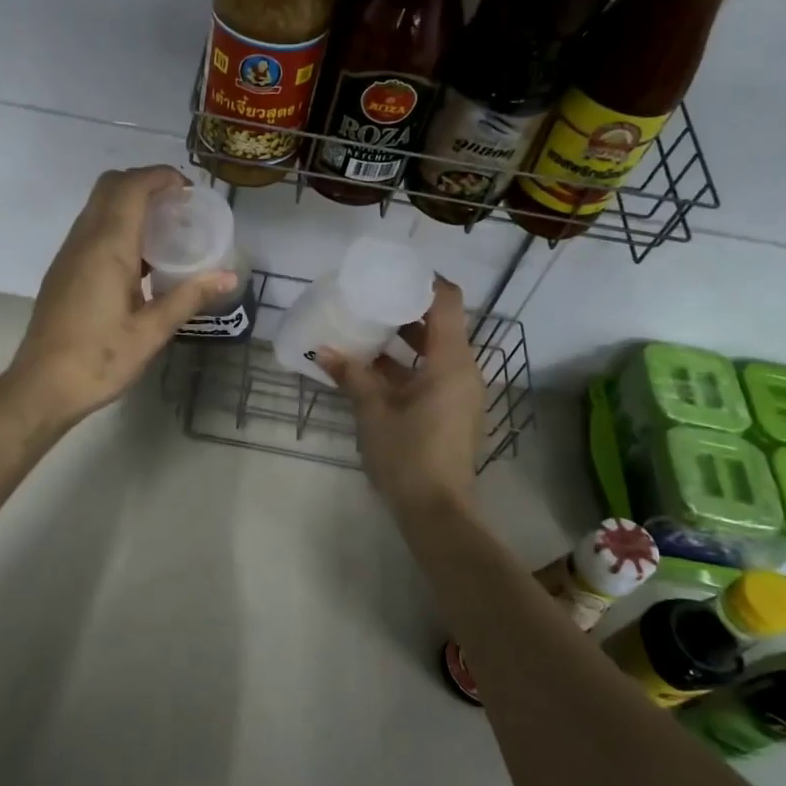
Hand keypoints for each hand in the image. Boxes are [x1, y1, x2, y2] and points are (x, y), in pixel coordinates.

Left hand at [6, 166, 236, 425]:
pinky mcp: (63, 270)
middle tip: (178, 207)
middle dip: (145, 183)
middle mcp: (84, 240)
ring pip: (98, 206)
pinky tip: (139, 259)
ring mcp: (69, 254)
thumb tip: (228, 276)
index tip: (188, 191)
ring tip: (165, 230)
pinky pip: (91, 229)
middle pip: (110, 186)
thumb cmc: (99, 359)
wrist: (42, 386)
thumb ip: (189, 298)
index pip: (131, 187)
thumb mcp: (151, 332)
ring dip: (129, 203)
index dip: (160, 177)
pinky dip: (117, 224)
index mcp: (107, 248)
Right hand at [318, 277, 484, 513]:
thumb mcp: (374, 412)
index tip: (392, 273)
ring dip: (403, 341)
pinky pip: (432, 375)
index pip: (447, 301)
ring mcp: (460, 393)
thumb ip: (352, 375)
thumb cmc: (408, 455)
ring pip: (434, 352)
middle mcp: (463, 371)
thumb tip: (322, 350)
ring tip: (365, 331)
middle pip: (440, 324)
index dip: (424, 281)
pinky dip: (407, 367)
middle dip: (405, 311)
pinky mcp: (453, 412)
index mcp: (451, 361)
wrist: (437, 512)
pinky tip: (372, 370)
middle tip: (368, 301)